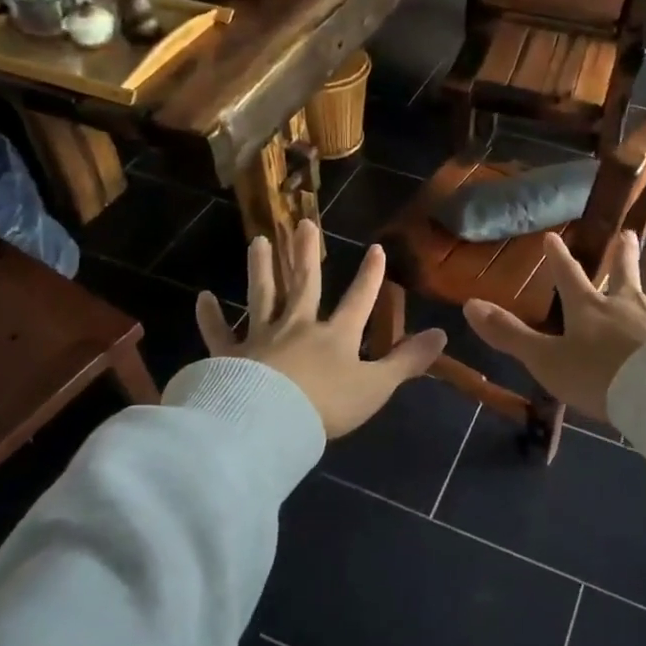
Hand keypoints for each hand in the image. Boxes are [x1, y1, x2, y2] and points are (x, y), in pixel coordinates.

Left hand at [195, 218, 447, 437]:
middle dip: (306, 254)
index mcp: (335, 335)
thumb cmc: (326, 406)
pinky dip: (211, 316)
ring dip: (262, 268)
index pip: (359, 300)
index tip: (376, 249)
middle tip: (302, 222)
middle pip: (304, 284)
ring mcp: (262, 337)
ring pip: (262, 295)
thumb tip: (443, 334)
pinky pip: (219, 333)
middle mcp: (298, 326)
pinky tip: (203, 298)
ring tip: (259, 240)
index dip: (370, 276)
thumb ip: (407, 361)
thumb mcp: (376, 386)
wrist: (268, 423)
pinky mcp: (230, 355)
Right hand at [462, 231, 645, 420]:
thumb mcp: (544, 360)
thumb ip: (508, 334)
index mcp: (588, 308)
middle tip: (625, 232)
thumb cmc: (597, 378)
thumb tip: (468, 305)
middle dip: (620, 252)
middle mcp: (624, 303)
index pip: (568, 275)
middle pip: (621, 271)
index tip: (553, 237)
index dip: (558, 257)